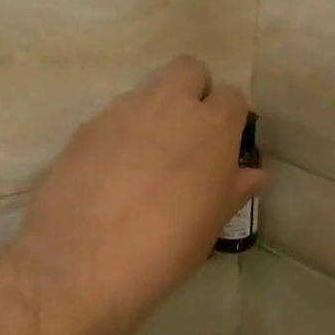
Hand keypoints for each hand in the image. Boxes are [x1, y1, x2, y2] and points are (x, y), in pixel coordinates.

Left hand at [2, 56, 263, 334]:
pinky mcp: (85, 129)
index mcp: (212, 126)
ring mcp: (122, 113)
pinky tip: (112, 174)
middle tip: (189, 134)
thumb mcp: (213, 221)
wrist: (82, 265)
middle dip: (194, 91)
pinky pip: (113, 118)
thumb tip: (253, 174)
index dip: (230, 118)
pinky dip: (120, 135)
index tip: (224, 146)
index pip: (232, 96)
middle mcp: (169, 106)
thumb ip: (235, 188)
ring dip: (155, 113)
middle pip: (189, 69)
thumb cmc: (167, 246)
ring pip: (148, 91)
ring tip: (147, 159)